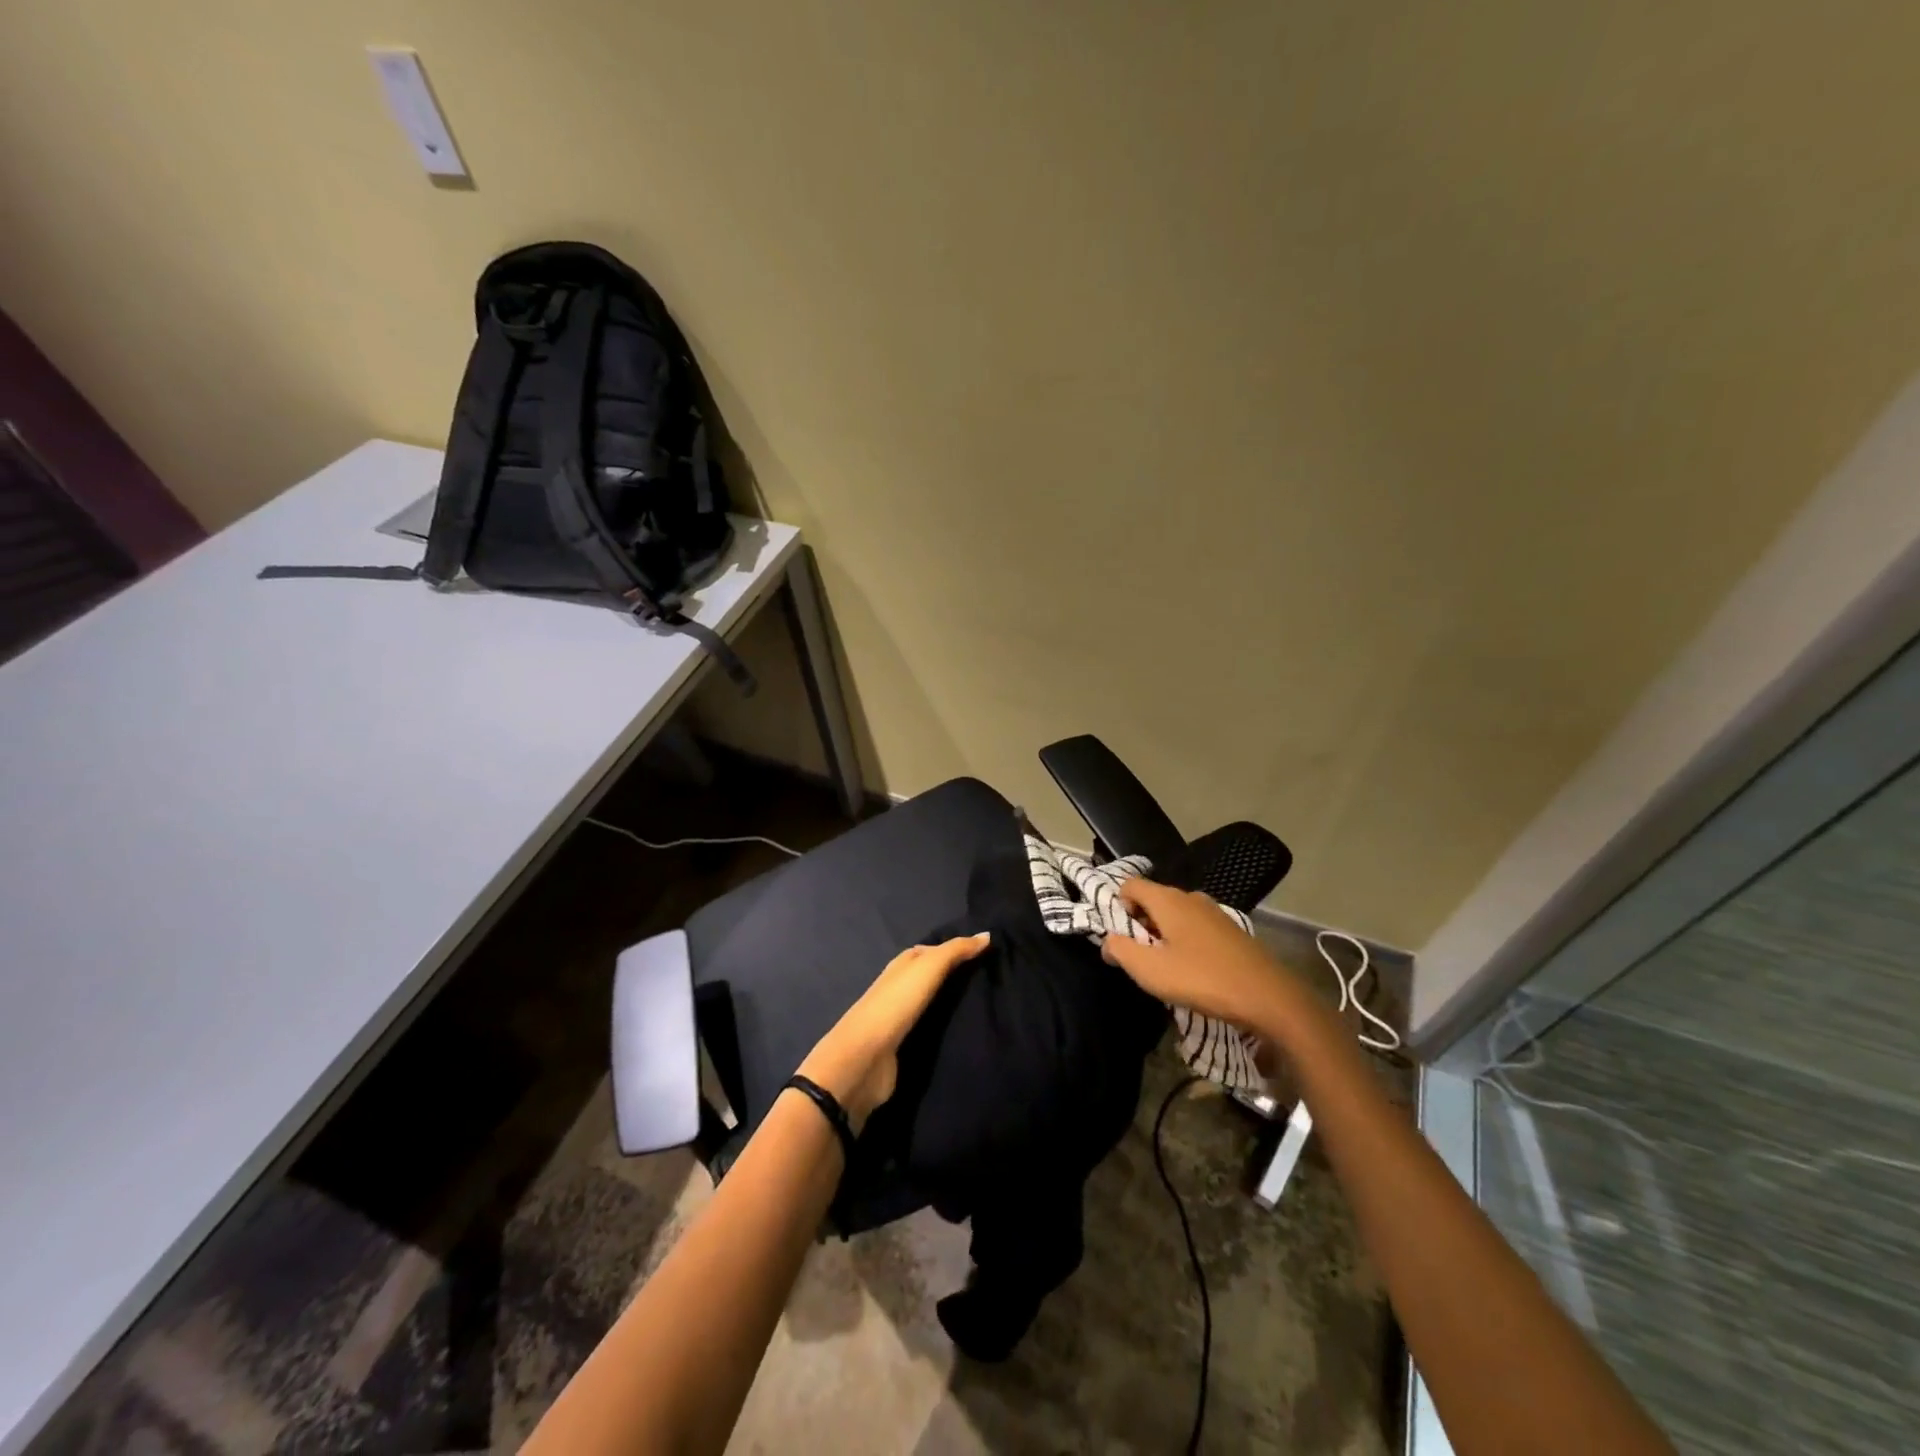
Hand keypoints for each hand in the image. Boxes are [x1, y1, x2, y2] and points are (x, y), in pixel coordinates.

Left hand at [796, 933, 991, 1128]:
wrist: (865, 1059)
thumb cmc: (896, 1004)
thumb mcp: (927, 968)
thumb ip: (956, 951)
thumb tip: (987, 934)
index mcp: (902, 965)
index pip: (933, 950)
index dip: (957, 949)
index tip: (987, 953)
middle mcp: (899, 987)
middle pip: (931, 976)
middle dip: (956, 976)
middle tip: (992, 978)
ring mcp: (900, 1018)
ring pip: (931, 1003)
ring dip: (951, 1002)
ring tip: (986, 1004)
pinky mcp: (903, 1047)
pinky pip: (930, 1029)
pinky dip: (945, 1026)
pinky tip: (964, 1029)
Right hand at [1101, 879, 1296, 1035]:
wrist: (1268, 997)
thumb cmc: (1202, 979)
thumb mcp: (1150, 970)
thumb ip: (1120, 950)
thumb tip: (1108, 942)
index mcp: (1168, 899)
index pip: (1129, 885)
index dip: (1117, 907)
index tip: (1121, 939)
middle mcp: (1190, 897)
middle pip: (1152, 900)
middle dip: (1140, 925)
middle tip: (1141, 959)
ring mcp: (1214, 912)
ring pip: (1175, 915)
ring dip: (1163, 936)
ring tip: (1167, 968)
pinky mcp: (1231, 930)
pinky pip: (1195, 927)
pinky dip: (1185, 942)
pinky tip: (1193, 971)